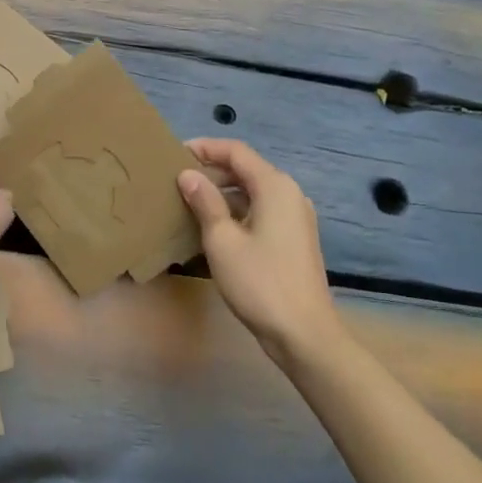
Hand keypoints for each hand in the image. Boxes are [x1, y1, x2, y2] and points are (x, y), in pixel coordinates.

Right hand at [179, 139, 340, 362]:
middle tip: (179, 177)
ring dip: (224, 191)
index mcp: (275, 186)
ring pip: (254, 191)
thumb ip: (205, 202)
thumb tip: (188, 174)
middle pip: (247, 168)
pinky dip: (238, 209)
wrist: (305, 334)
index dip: (206, 148)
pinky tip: (216, 225)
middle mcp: (290, 193)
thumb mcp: (222, 241)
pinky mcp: (295, 237)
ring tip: (191, 199)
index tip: (176, 152)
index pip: (236, 151)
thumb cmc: (260, 283)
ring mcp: (296, 216)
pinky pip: (262, 209)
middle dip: (213, 169)